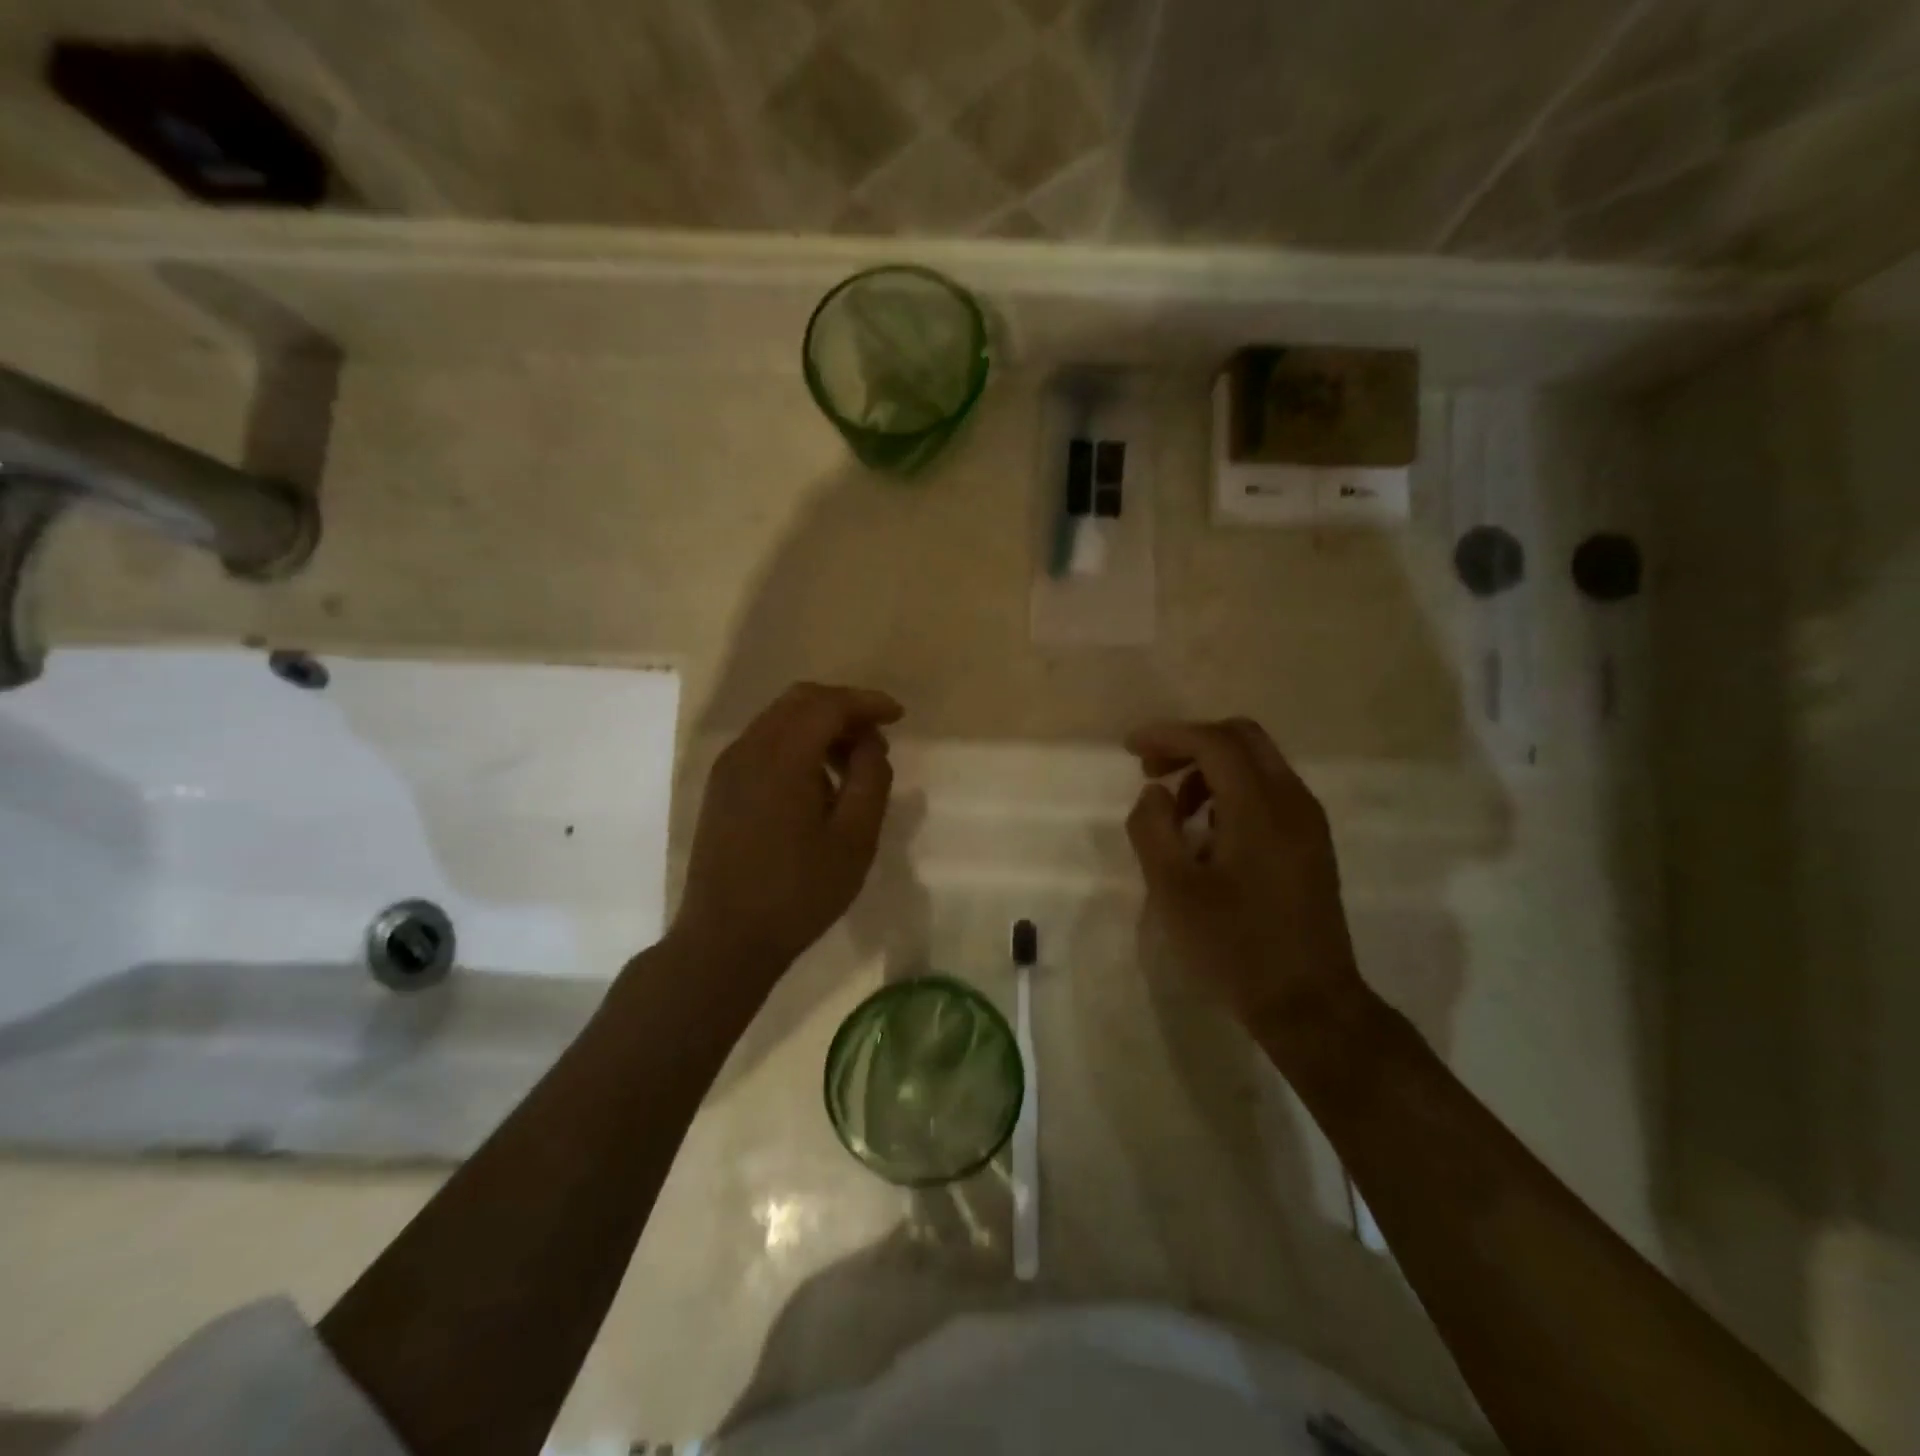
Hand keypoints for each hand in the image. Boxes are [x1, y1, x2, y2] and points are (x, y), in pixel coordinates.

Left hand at [670, 682, 902, 985]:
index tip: (898, 715)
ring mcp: (728, 767)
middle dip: (843, 708)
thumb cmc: (798, 893)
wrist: (725, 939)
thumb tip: (870, 744)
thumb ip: (871, 780)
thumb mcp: (855, 840)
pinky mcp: (721, 787)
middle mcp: (748, 750)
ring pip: (779, 720)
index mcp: (780, 758)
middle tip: (877, 735)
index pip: (827, 705)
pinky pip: (764, 743)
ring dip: (819, 726)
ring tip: (852, 762)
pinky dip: (797, 744)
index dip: (866, 703)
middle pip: (800, 701)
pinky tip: (817, 780)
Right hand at [1124, 718, 1365, 1034]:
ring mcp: (1308, 822)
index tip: (1130, 749)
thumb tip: (1154, 793)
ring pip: (1257, 763)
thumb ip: (1153, 828)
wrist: (1309, 1004)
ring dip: (1210, 770)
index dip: (1168, 735)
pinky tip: (1207, 834)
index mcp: (1260, 808)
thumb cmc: (1234, 947)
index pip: (1214, 742)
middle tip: (1152, 771)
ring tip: (1175, 811)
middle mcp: (1293, 801)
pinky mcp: (1311, 844)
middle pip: (1242, 738)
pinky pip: (1269, 792)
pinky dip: (1232, 792)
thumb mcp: (1174, 890)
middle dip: (1191, 744)